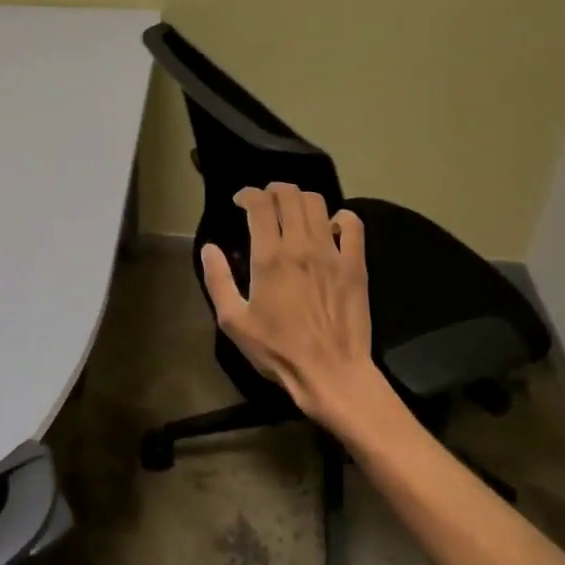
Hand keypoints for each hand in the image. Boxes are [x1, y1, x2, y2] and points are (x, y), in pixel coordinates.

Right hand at [200, 184, 381, 429]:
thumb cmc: (278, 350)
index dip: (248, 194)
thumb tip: (209, 248)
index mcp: (269, 257)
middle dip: (273, 190)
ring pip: (318, 203)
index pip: (259, 204)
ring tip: (293, 211)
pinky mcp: (355, 265)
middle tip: (265, 202)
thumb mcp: (234, 321)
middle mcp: (301, 246)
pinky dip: (340, 218)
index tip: (240, 201)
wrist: (331, 374)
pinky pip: (353, 224)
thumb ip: (218, 280)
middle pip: (290, 195)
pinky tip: (331, 228)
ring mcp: (332, 252)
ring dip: (301, 199)